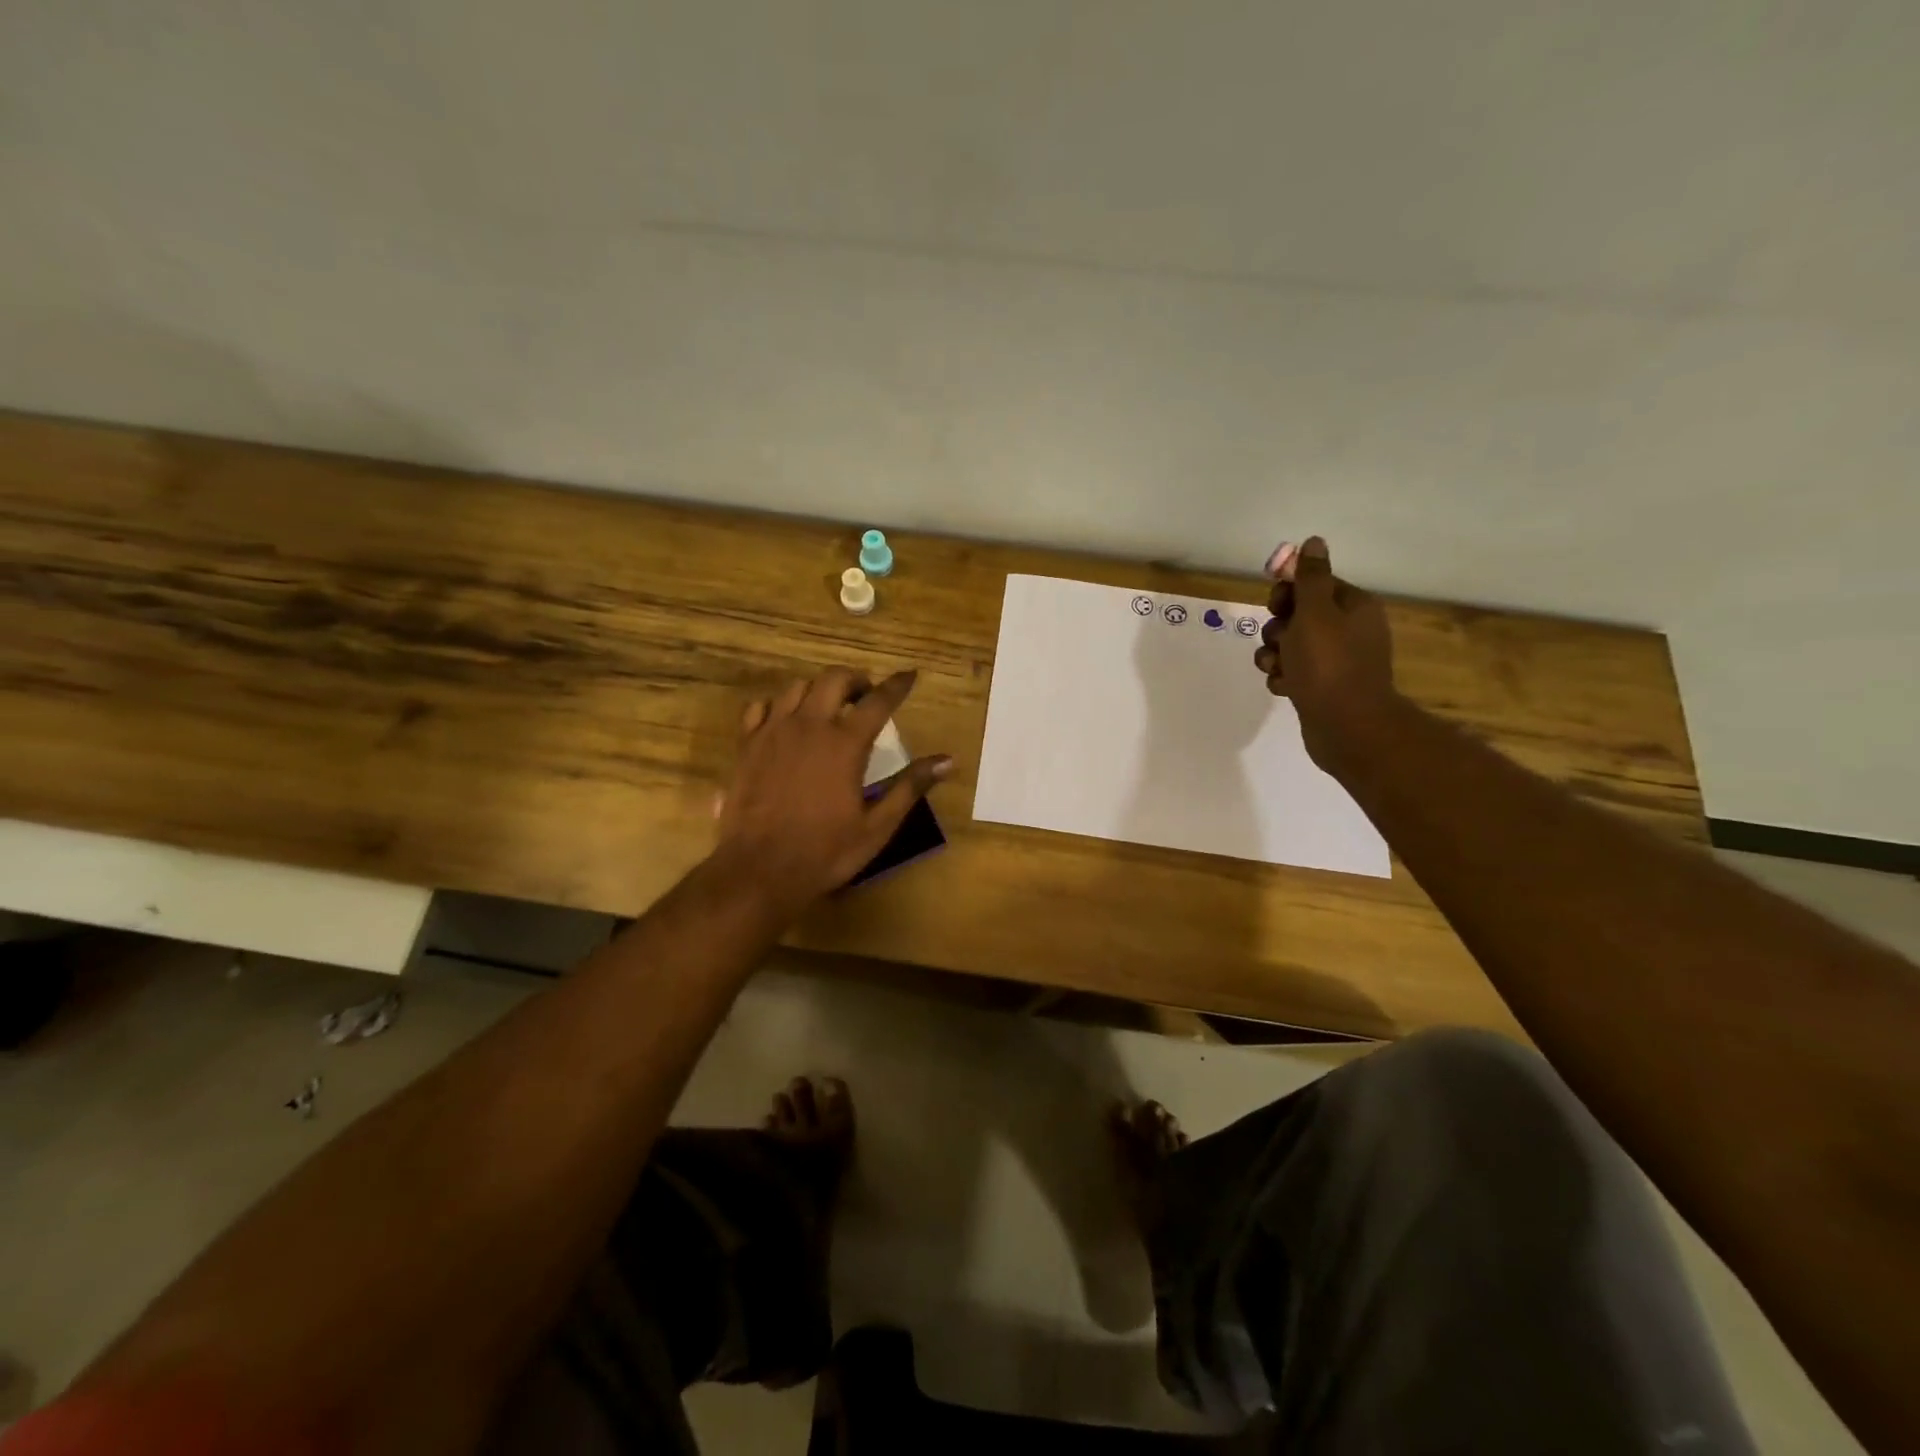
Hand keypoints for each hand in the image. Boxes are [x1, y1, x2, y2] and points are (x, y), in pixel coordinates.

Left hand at [714, 667, 950, 913]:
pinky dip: (778, 706)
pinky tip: (785, 721)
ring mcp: (773, 732)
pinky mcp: (746, 745)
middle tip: (865, 696)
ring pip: (797, 687)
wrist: (759, 870)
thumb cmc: (825, 851)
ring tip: (828, 707)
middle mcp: (809, 726)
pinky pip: (760, 707)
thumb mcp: (877, 826)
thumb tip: (948, 760)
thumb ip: (910, 787)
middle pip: (834, 679)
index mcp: (845, 743)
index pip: (878, 701)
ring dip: (818, 690)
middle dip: (855, 680)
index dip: (897, 685)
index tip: (910, 675)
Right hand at [1253, 537, 1396, 769]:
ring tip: (1277, 668)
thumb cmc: (1329, 664)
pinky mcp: (1322, 687)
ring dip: (1274, 655)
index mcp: (1353, 606)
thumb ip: (1310, 577)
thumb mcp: (1315, 612)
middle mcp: (1348, 630)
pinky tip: (1284, 687)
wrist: (1346, 726)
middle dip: (1278, 628)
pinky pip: (1293, 672)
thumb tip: (1314, 542)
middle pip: (1298, 615)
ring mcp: (1336, 661)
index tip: (1277, 606)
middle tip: (1280, 641)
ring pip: (1290, 646)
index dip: (1289, 593)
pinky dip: (1283, 677)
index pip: (1314, 585)